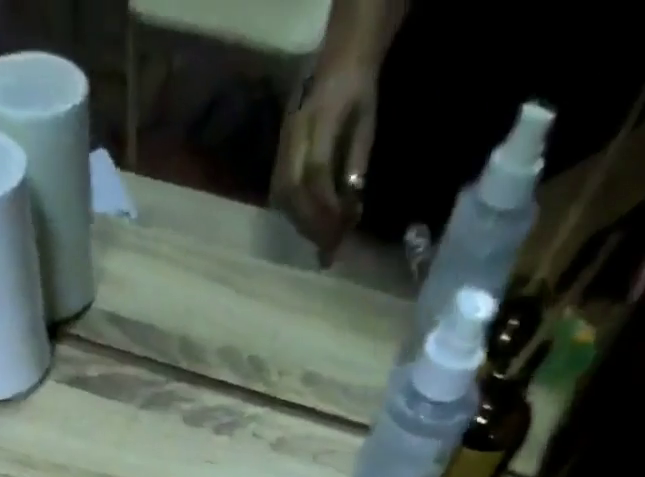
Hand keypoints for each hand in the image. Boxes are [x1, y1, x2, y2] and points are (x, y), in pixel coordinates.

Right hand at [271, 62, 376, 260]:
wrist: (338, 60)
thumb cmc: (358, 91)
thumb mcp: (367, 121)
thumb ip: (356, 162)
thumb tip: (350, 209)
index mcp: (319, 118)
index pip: (317, 173)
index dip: (326, 208)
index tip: (339, 236)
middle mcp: (293, 133)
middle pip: (291, 191)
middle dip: (310, 224)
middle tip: (328, 250)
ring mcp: (281, 145)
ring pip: (281, 196)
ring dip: (300, 224)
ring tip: (320, 242)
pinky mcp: (277, 156)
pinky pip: (278, 195)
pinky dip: (294, 216)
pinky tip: (309, 227)